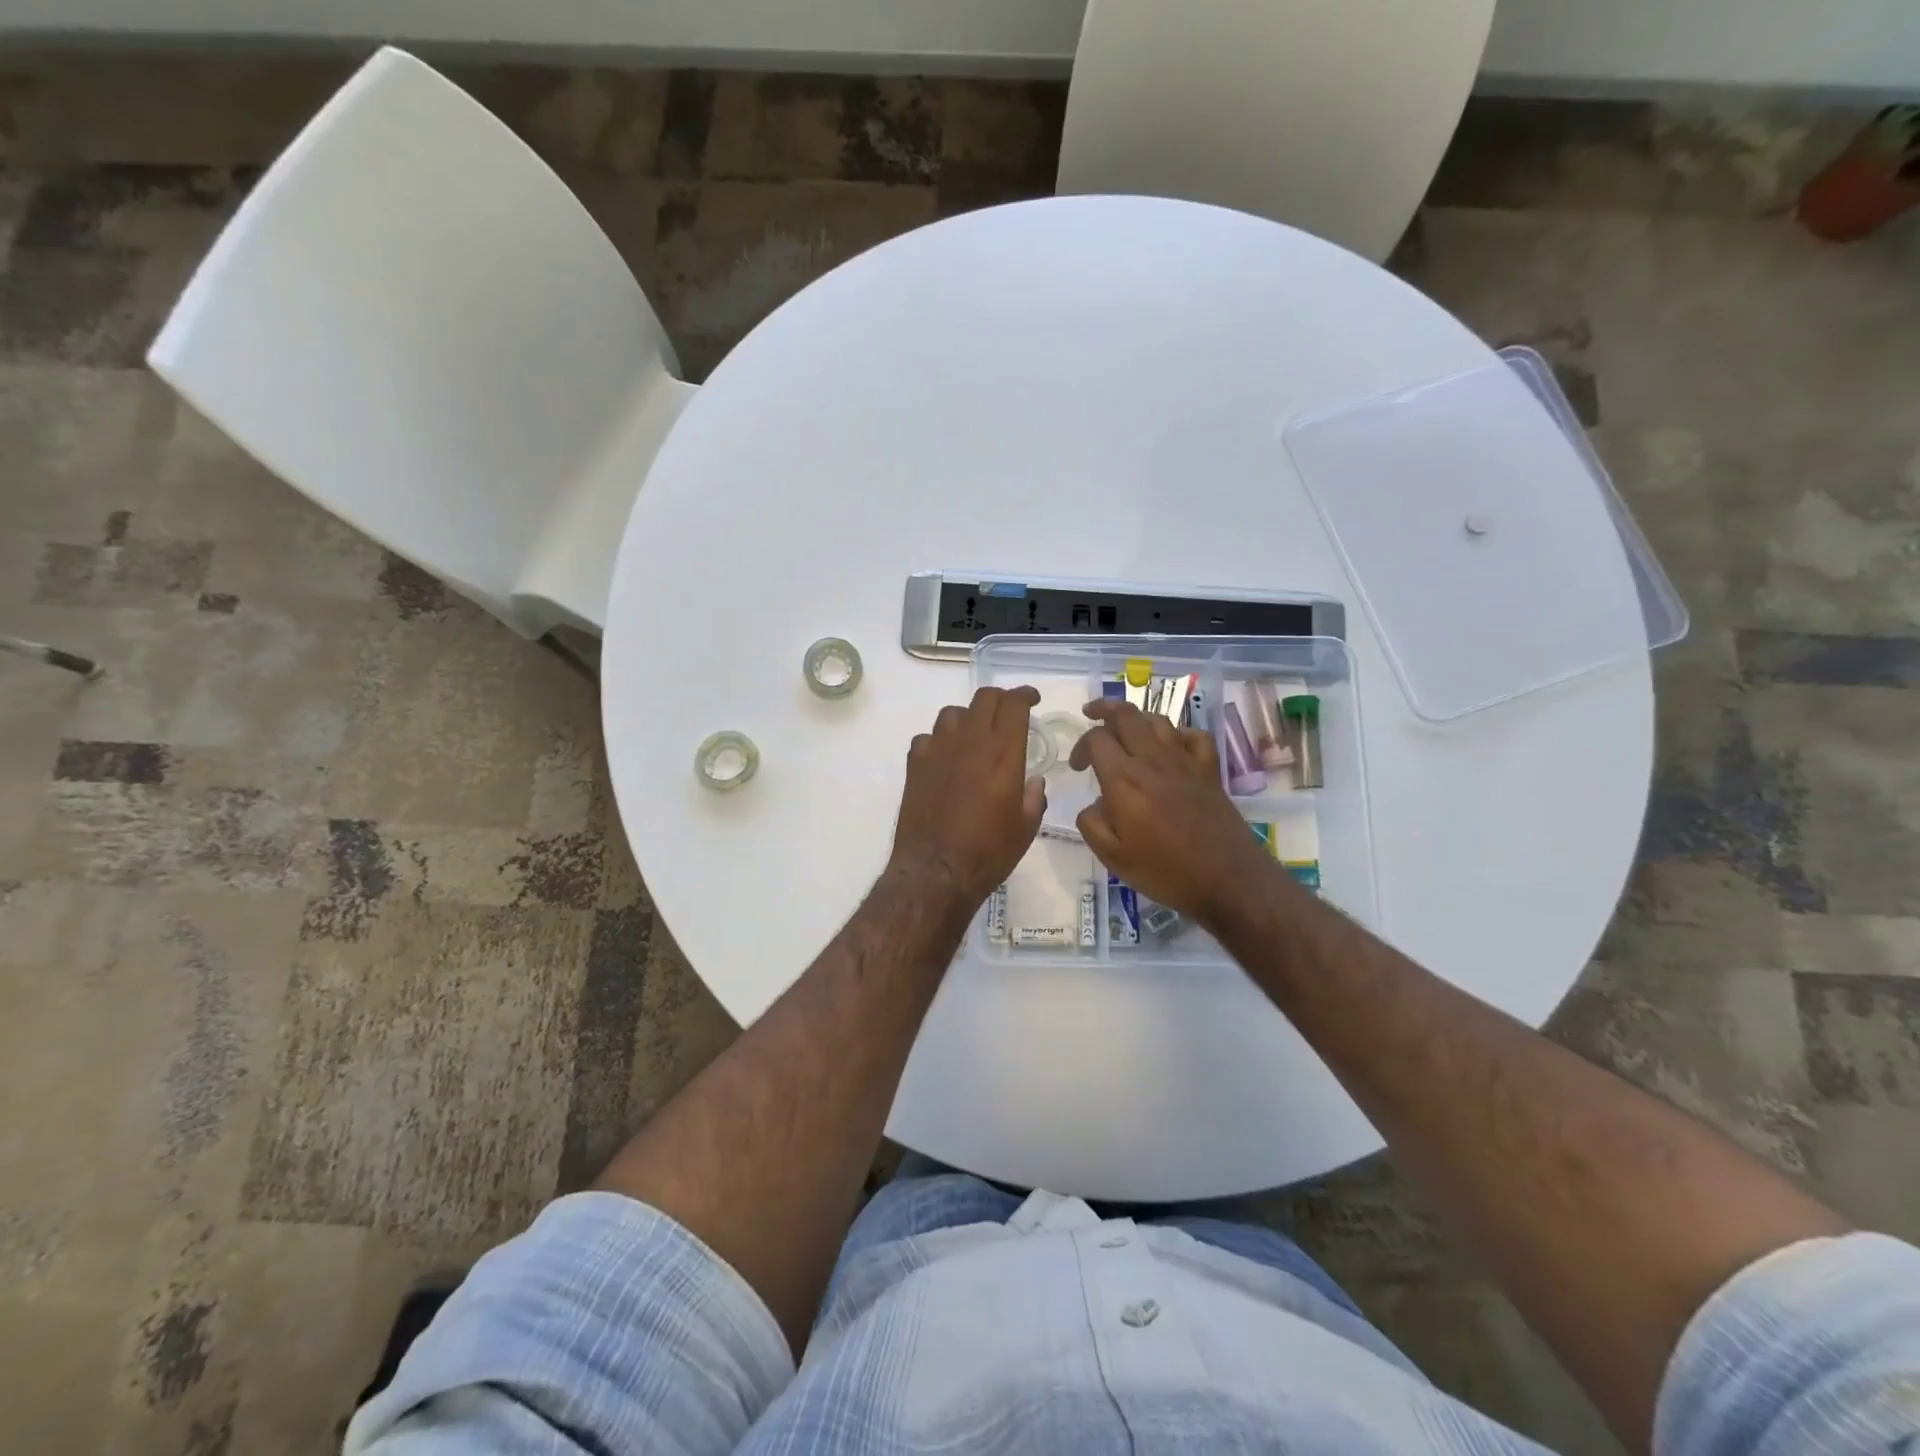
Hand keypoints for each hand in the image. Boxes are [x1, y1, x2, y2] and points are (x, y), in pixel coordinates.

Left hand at [890, 686, 1045, 907]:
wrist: (936, 871)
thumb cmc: (988, 852)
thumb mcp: (1026, 828)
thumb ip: (1034, 798)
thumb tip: (1034, 782)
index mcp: (1003, 753)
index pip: (1014, 704)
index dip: (1025, 695)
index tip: (1032, 700)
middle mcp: (971, 742)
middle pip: (984, 698)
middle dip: (1000, 699)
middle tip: (1008, 713)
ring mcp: (938, 750)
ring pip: (953, 713)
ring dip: (968, 717)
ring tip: (975, 735)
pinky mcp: (915, 764)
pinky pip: (928, 737)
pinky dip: (940, 741)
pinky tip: (945, 758)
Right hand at [1069, 699, 1275, 926]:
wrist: (1228, 880)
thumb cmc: (1166, 872)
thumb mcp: (1113, 858)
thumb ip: (1092, 824)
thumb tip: (1094, 804)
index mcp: (1124, 780)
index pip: (1097, 739)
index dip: (1081, 746)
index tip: (1077, 767)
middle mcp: (1153, 761)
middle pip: (1126, 715)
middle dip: (1104, 709)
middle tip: (1091, 713)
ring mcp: (1185, 762)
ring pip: (1158, 720)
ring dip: (1137, 718)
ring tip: (1126, 728)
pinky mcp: (1209, 771)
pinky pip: (1194, 736)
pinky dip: (1178, 733)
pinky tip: (1171, 745)